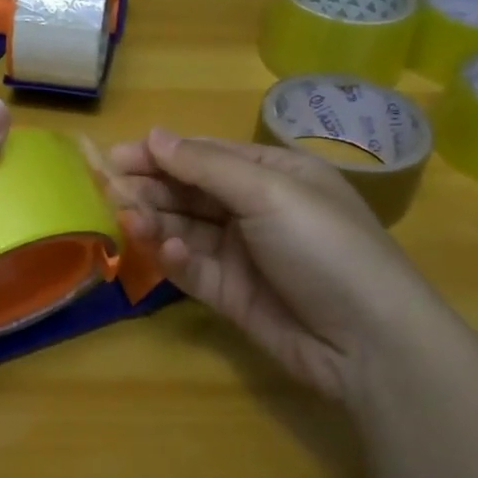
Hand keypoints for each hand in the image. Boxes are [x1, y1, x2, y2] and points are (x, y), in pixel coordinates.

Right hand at [105, 128, 437, 400]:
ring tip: (128, 219)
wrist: (368, 342)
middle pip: (190, 192)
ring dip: (156, 222)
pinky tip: (168, 252)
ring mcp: (243, 254)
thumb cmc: (324, 246)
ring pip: (185, 230)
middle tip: (109, 190)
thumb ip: (206, 167)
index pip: (206, 156)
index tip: (116, 157)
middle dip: (151, 188)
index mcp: (274, 173)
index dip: (161, 154)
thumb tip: (154, 135)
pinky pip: (193, 270)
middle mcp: (256, 209)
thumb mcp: (270, 192)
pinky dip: (177, 260)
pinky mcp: (232, 295)